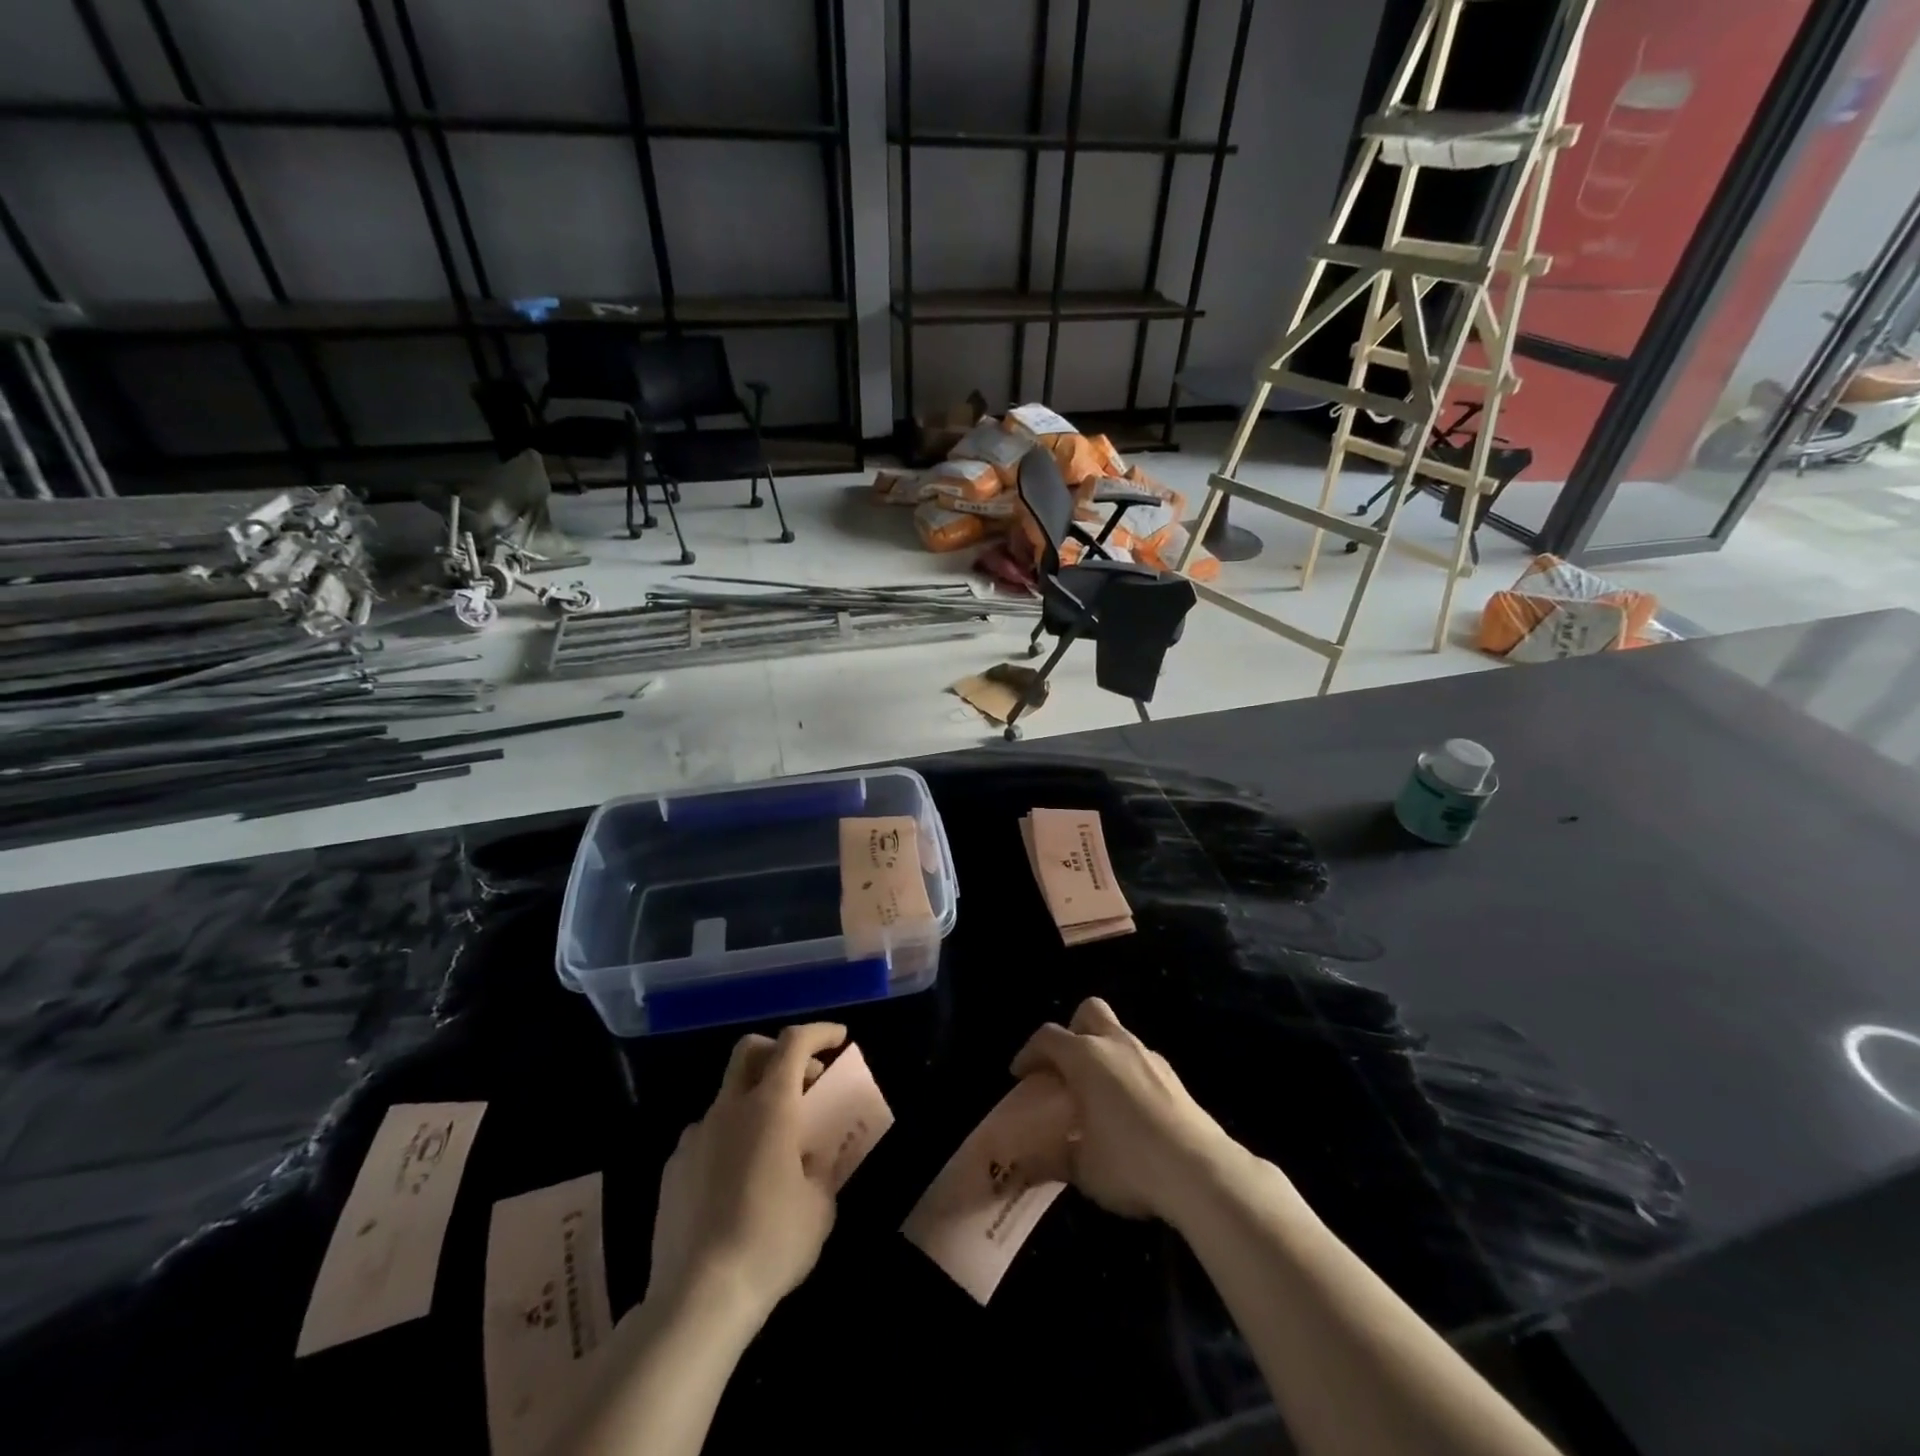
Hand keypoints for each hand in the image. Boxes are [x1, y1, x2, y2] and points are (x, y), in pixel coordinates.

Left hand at [648, 1022, 845, 1324]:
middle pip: (750, 1051)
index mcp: (770, 1106)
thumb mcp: (820, 1207)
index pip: (794, 1042)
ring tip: (773, 1146)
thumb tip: (811, 1161)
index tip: (840, 1039)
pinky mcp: (673, 1169)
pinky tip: (739, 1182)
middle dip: (780, 1051)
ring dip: (755, 1102)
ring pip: (728, 1096)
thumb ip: (820, 1169)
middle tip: (804, 1079)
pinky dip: (730, 1139)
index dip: (820, 1032)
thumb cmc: (772, 1243)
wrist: (697, 1299)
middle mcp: (729, 1109)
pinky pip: (708, 1136)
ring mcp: (695, 1137)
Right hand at [1011, 997, 1244, 1223]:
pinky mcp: (1172, 1074)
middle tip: (1065, 1067)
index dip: (1029, 1053)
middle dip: (1072, 1031)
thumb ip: (1051, 1160)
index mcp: (1085, 1057)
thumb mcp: (1082, 1169)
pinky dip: (1126, 1071)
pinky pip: (1139, 1059)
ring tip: (1096, 1092)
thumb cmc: (1130, 1163)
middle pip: (1089, 1011)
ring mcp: (1148, 1055)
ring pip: (1117, 1034)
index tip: (1021, 1075)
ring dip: (1101, 1052)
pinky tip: (1127, 1108)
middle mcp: (1115, 1044)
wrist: (1200, 1171)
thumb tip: (1026, 1167)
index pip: (1047, 1037)